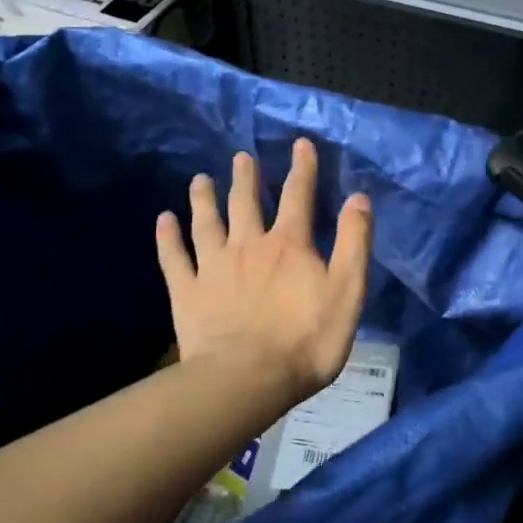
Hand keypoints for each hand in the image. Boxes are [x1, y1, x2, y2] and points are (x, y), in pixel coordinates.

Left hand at [156, 137, 372, 407]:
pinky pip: (174, 258)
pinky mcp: (187, 292)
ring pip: (207, 223)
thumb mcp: (347, 291)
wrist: (248, 379)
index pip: (298, 196)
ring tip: (200, 179)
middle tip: (242, 156)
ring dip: (204, 199)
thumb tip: (358, 197)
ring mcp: (213, 267)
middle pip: (245, 203)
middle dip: (246, 178)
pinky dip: (168, 237)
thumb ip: (353, 242)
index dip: (302, 169)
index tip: (300, 144)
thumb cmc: (307, 340)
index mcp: (289, 245)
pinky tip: (163, 220)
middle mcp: (248, 245)